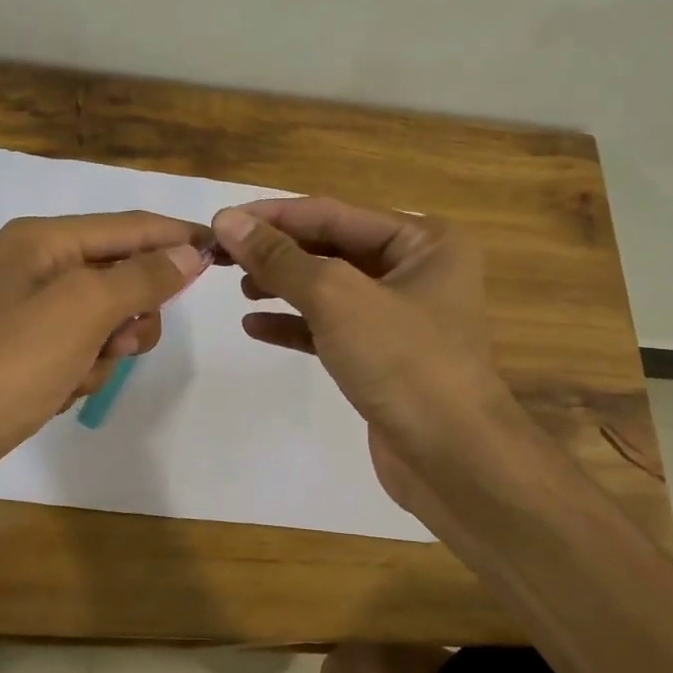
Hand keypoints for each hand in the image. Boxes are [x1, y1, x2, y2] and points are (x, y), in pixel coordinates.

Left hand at [0, 212, 210, 504]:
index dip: (178, 237)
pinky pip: (82, 352)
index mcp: (43, 241)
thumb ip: (141, 277)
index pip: (130, 227)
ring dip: (106, 351)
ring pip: (107, 321)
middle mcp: (36, 268)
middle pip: (121, 276)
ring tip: (78, 375)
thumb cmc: (11, 363)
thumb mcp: (84, 310)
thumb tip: (189, 253)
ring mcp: (29, 314)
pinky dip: (82, 373)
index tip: (224, 252)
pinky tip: (59, 393)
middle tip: (119, 341)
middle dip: (131, 314)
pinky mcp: (26, 355)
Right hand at [210, 197, 518, 510]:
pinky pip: (332, 329)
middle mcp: (418, 270)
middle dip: (277, 252)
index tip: (220, 221)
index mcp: (424, 241)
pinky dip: (296, 326)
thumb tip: (228, 221)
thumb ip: (281, 259)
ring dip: (283, 286)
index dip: (274, 217)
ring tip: (239, 287)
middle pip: (332, 248)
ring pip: (330, 289)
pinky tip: (255, 327)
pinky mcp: (384, 357)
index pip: (334, 213)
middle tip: (220, 256)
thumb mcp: (337, 298)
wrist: (452, 458)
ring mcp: (402, 317)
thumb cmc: (403, 362)